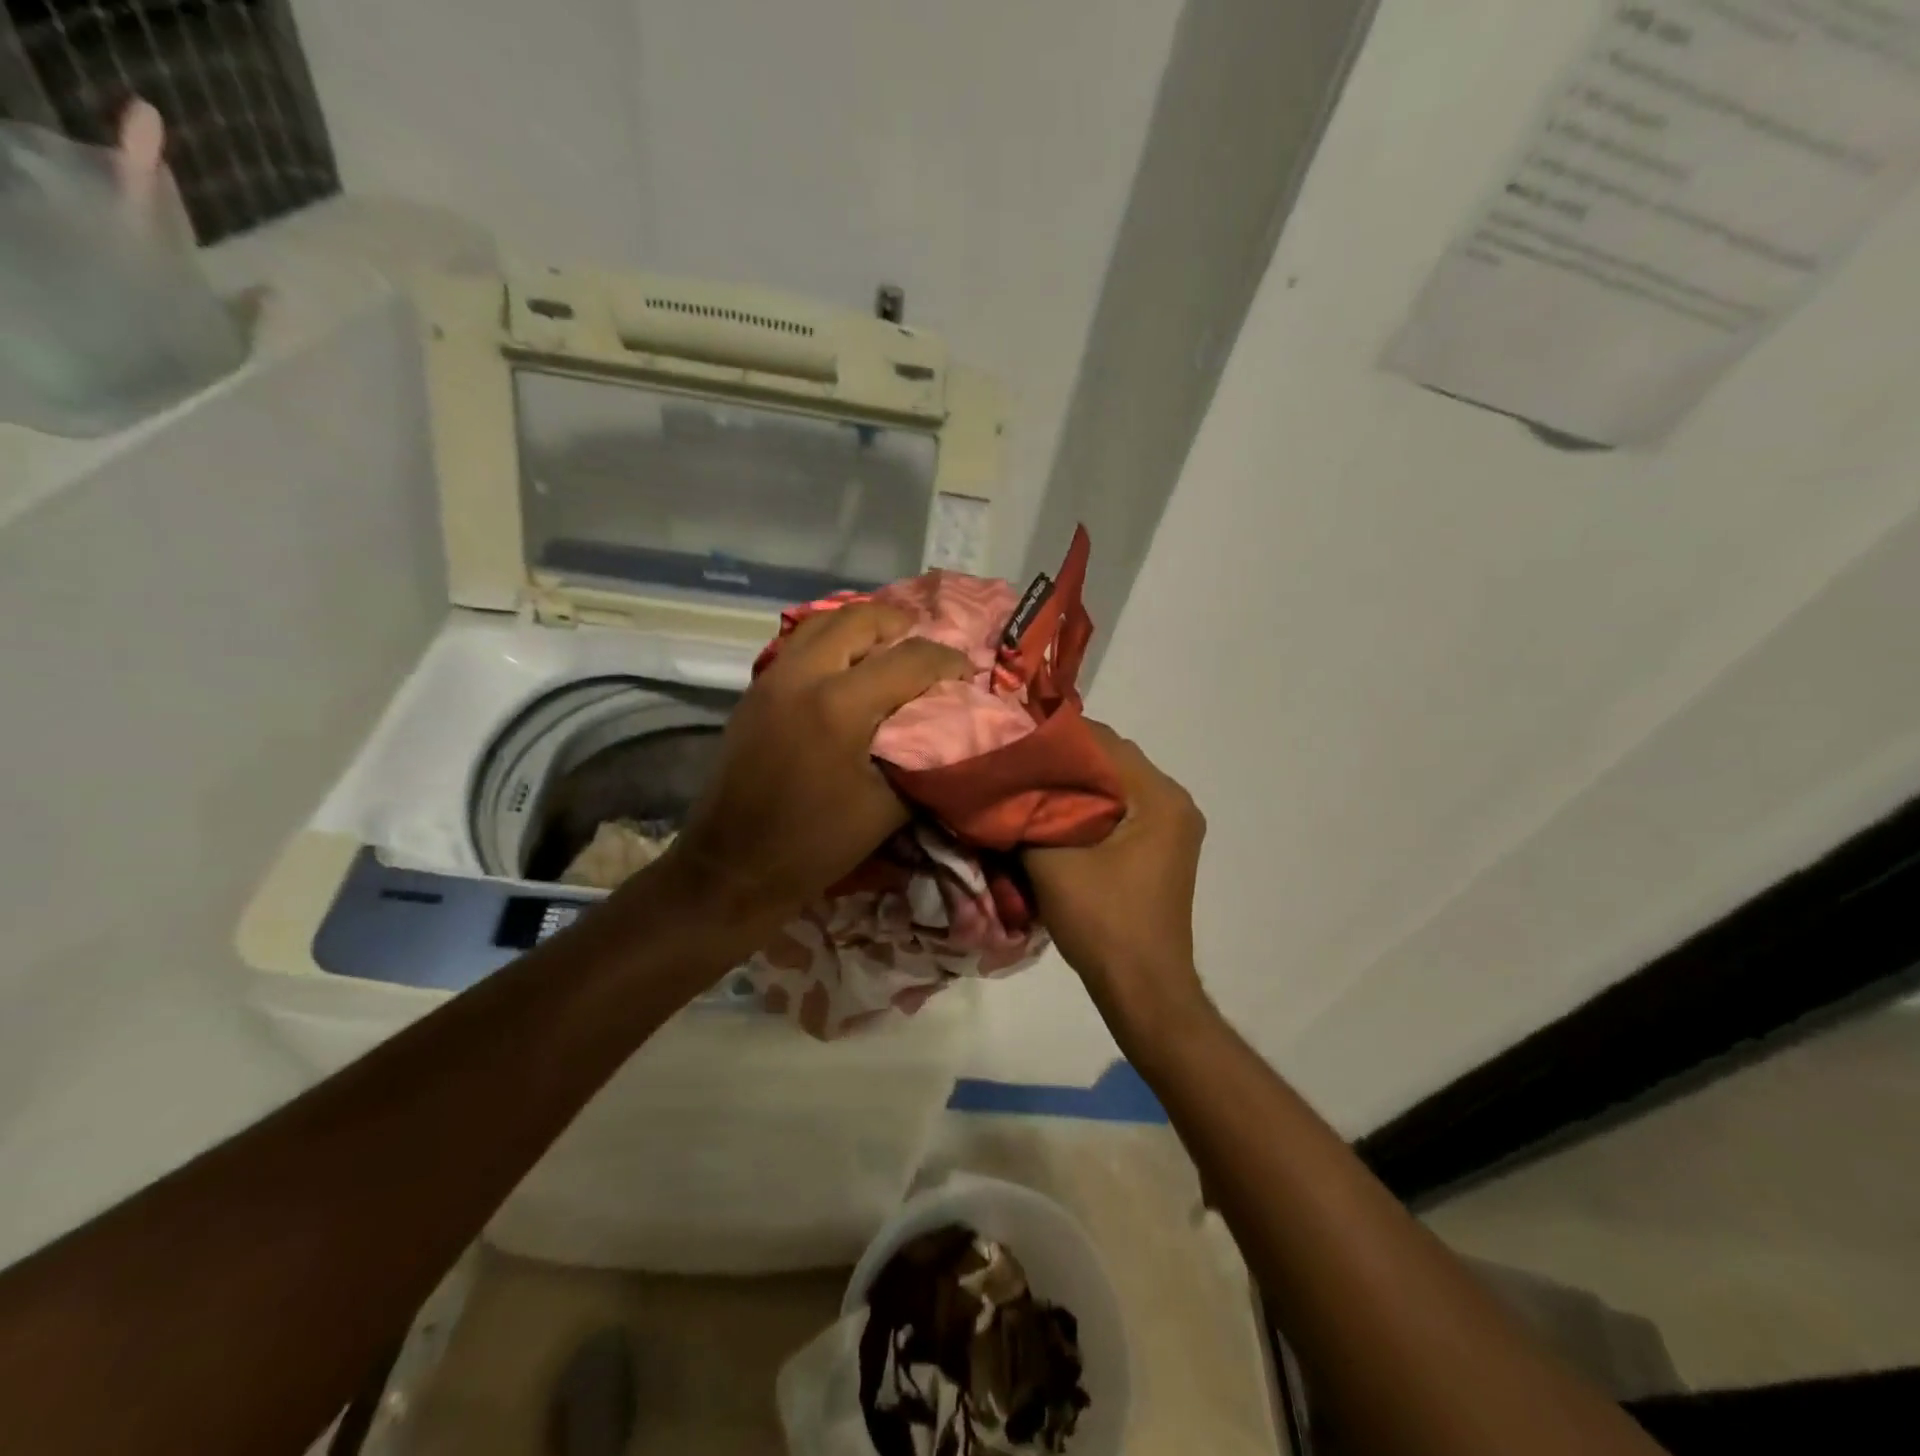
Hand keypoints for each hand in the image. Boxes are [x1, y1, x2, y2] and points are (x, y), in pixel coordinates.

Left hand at [656, 603, 969, 941]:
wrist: (733, 867)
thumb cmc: (815, 844)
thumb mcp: (886, 808)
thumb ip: (921, 758)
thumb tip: (947, 729)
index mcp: (839, 706)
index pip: (908, 660)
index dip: (946, 661)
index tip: (965, 673)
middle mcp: (801, 676)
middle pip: (858, 619)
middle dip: (900, 625)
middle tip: (924, 645)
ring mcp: (771, 679)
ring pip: (821, 623)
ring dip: (861, 627)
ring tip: (888, 647)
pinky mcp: (754, 693)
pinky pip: (799, 645)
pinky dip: (831, 642)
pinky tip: (847, 668)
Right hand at [1024, 723, 1210, 1031]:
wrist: (1143, 989)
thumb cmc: (1103, 922)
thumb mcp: (1051, 863)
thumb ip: (1025, 816)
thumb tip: (999, 789)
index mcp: (1159, 797)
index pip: (1102, 742)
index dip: (1053, 736)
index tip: (1012, 738)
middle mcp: (1174, 802)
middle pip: (1111, 761)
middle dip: (1062, 759)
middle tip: (1016, 761)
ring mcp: (1172, 827)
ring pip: (1114, 786)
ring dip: (1074, 784)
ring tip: (1028, 785)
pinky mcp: (1161, 849)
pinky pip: (1121, 810)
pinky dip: (1089, 806)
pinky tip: (1053, 815)